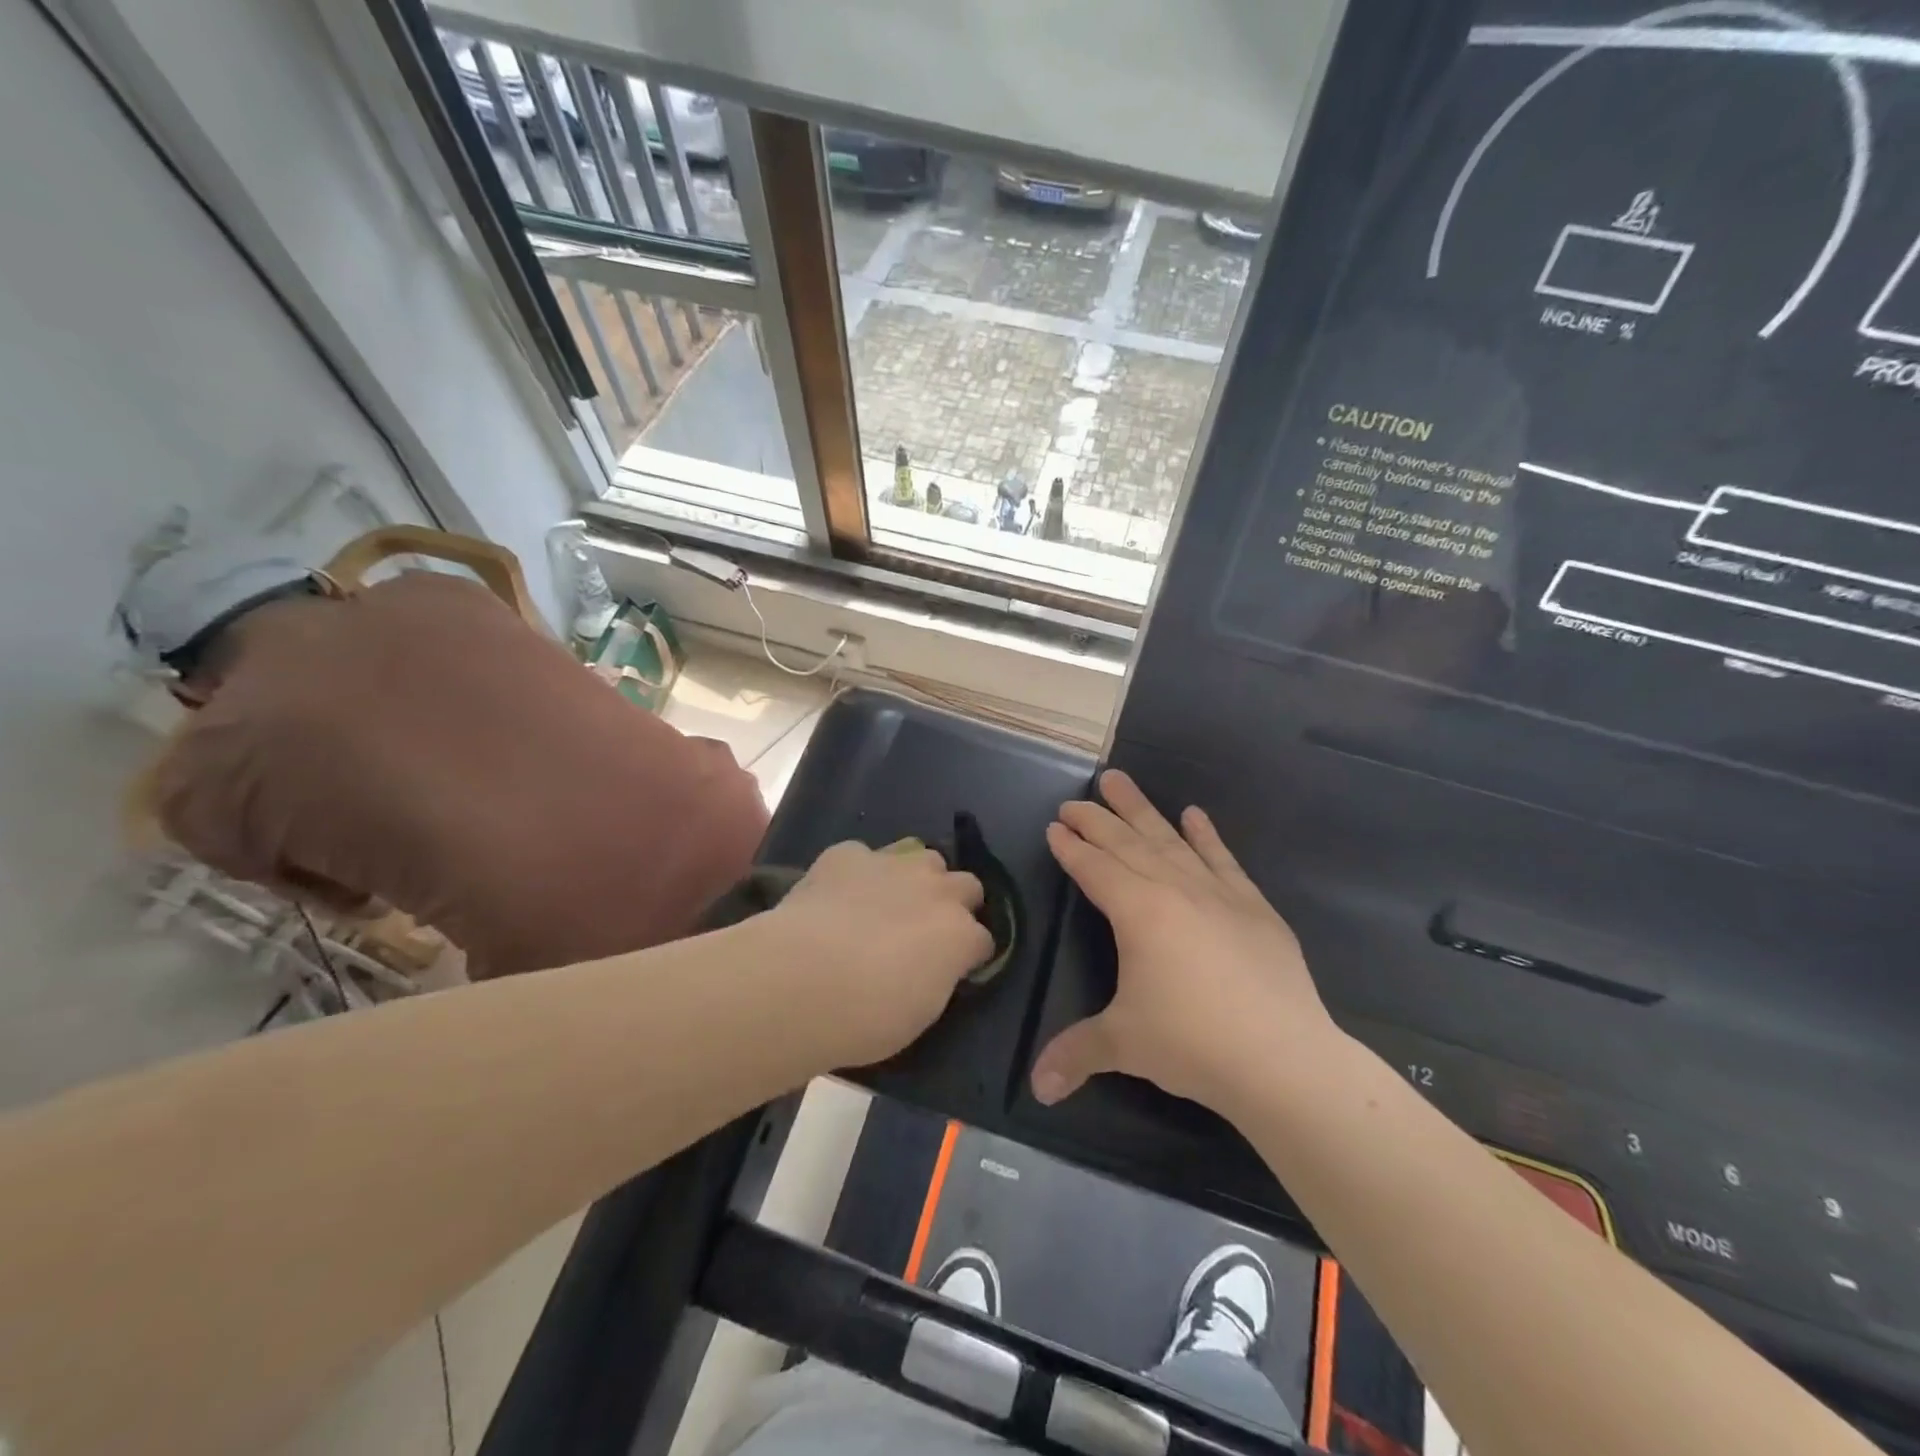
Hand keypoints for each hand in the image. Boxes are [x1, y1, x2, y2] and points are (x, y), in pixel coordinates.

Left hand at [767, 840, 992, 1069]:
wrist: (802, 980)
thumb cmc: (867, 1017)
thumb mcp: (920, 1013)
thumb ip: (938, 978)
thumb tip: (934, 967)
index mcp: (960, 934)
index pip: (984, 938)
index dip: (969, 953)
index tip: (954, 968)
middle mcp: (936, 890)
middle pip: (966, 884)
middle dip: (954, 903)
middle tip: (928, 931)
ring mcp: (893, 864)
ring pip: (922, 855)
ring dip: (916, 876)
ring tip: (889, 902)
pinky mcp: (848, 854)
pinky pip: (864, 856)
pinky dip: (859, 873)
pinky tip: (839, 895)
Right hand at [1031, 770, 1336, 1113]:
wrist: (1283, 1059)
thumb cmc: (1194, 1043)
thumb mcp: (1124, 1044)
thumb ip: (1076, 1055)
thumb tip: (1035, 1089)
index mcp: (1138, 912)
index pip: (1095, 869)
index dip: (1071, 847)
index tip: (1055, 826)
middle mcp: (1175, 890)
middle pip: (1127, 843)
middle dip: (1096, 820)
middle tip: (1074, 800)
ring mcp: (1218, 894)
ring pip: (1170, 840)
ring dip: (1142, 810)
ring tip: (1120, 780)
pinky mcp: (1254, 907)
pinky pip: (1223, 860)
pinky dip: (1207, 836)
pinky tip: (1195, 814)